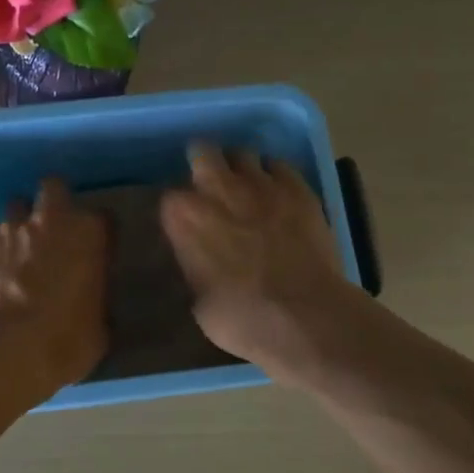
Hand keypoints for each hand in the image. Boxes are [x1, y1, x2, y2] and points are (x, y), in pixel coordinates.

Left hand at [0, 177, 109, 395]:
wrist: (7, 350)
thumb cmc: (66, 340)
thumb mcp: (98, 325)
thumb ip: (95, 299)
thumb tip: (89, 301)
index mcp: (88, 234)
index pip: (103, 218)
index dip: (98, 234)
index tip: (95, 251)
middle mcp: (48, 220)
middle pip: (52, 188)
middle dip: (53, 203)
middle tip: (53, 231)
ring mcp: (7, 231)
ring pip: (14, 212)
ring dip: (19, 230)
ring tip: (18, 259)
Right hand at [160, 142, 360, 381]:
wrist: (304, 317)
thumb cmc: (241, 319)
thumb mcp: (199, 300)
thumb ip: (196, 267)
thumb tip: (201, 261)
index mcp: (184, 218)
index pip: (169, 198)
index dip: (178, 210)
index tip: (184, 222)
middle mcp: (218, 190)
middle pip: (203, 153)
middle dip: (203, 163)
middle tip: (209, 183)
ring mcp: (261, 185)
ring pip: (243, 154)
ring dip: (240, 167)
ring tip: (246, 187)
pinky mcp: (299, 189)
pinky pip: (280, 166)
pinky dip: (275, 176)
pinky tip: (278, 195)